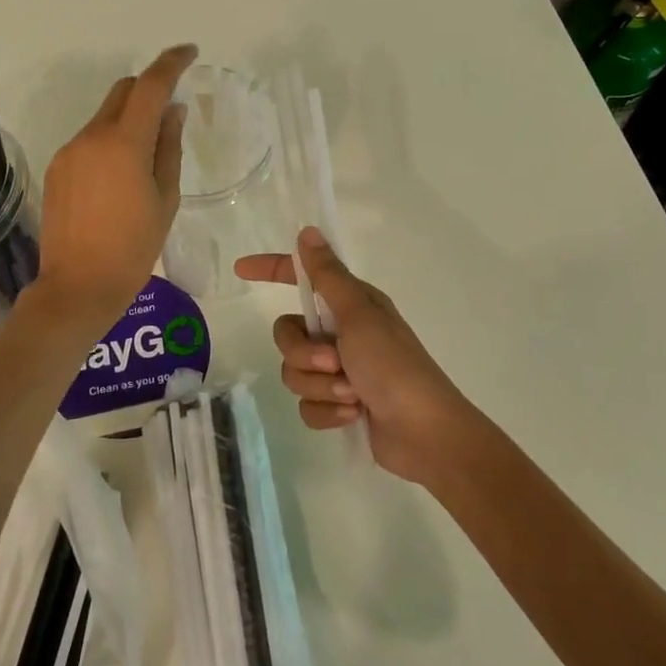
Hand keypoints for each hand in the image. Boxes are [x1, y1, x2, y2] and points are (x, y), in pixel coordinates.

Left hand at [34, 45, 195, 327]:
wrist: (78, 287)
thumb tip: (172, 111)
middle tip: (171, 113)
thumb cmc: (134, 248)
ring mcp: (69, 152)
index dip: (172, 63)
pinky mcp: (57, 168)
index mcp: (124, 143)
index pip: (150, 85)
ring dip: (129, 119)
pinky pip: (89, 140)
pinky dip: (110, 141)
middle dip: (148, 89)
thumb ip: (169, 147)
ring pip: (104, 116)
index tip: (190, 52)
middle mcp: (91, 137)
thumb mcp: (165, 198)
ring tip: (146, 158)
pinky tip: (119, 178)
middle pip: (122, 91)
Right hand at [234, 228, 476, 486]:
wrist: (424, 433)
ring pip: (295, 373)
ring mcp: (340, 371)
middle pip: (288, 335)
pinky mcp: (339, 405)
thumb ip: (327, 276)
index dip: (272, 270)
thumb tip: (307, 232)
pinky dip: (328, 413)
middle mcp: (342, 333)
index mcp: (350, 305)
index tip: (241, 270)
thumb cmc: (394, 366)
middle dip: (303, 354)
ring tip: (351, 395)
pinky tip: (353, 417)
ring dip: (321, 387)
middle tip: (334, 362)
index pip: (302, 279)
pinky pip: (308, 405)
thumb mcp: (358, 315)